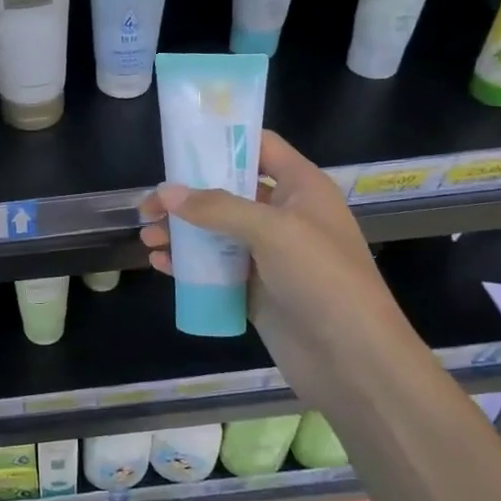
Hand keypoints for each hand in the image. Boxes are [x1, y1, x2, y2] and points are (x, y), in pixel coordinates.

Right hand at [138, 131, 428, 395]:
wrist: (353, 359)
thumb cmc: (322, 278)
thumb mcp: (272, 231)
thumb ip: (216, 208)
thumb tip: (165, 192)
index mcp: (301, 187)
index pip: (260, 147)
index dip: (222, 141)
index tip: (178, 147)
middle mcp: (285, 215)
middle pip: (228, 191)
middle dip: (187, 195)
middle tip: (148, 206)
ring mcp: (270, 255)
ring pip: (217, 232)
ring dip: (182, 232)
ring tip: (147, 238)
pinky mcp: (256, 289)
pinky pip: (216, 268)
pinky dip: (189, 264)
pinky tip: (161, 264)